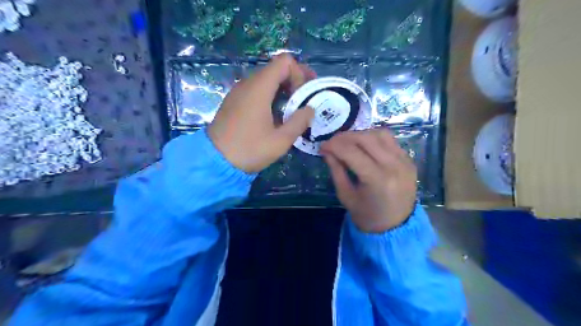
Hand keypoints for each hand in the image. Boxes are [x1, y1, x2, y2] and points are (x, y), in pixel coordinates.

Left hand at [208, 54, 316, 172]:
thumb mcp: (280, 140)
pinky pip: (256, 89)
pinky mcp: (234, 101)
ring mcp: (239, 91)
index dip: (299, 73)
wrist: (215, 161)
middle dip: (295, 80)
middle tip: (305, 99)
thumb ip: (299, 122)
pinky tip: (275, 114)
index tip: (303, 95)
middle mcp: (248, 83)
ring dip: (283, 89)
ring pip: (266, 79)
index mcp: (259, 88)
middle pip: (276, 68)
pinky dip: (271, 95)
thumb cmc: (249, 149)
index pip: (284, 61)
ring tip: (293, 108)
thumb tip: (310, 109)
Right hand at [318, 129, 417, 232]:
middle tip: (332, 143)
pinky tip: (364, 146)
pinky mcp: (408, 159)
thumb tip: (327, 150)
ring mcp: (404, 160)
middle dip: (344, 137)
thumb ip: (336, 170)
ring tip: (348, 143)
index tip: (322, 146)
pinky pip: (390, 140)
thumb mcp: (346, 195)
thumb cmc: (367, 215)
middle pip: (366, 138)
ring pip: (379, 134)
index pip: (351, 152)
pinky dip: (374, 138)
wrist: (396, 227)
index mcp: (377, 179)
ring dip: (360, 134)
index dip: (333, 145)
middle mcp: (394, 165)